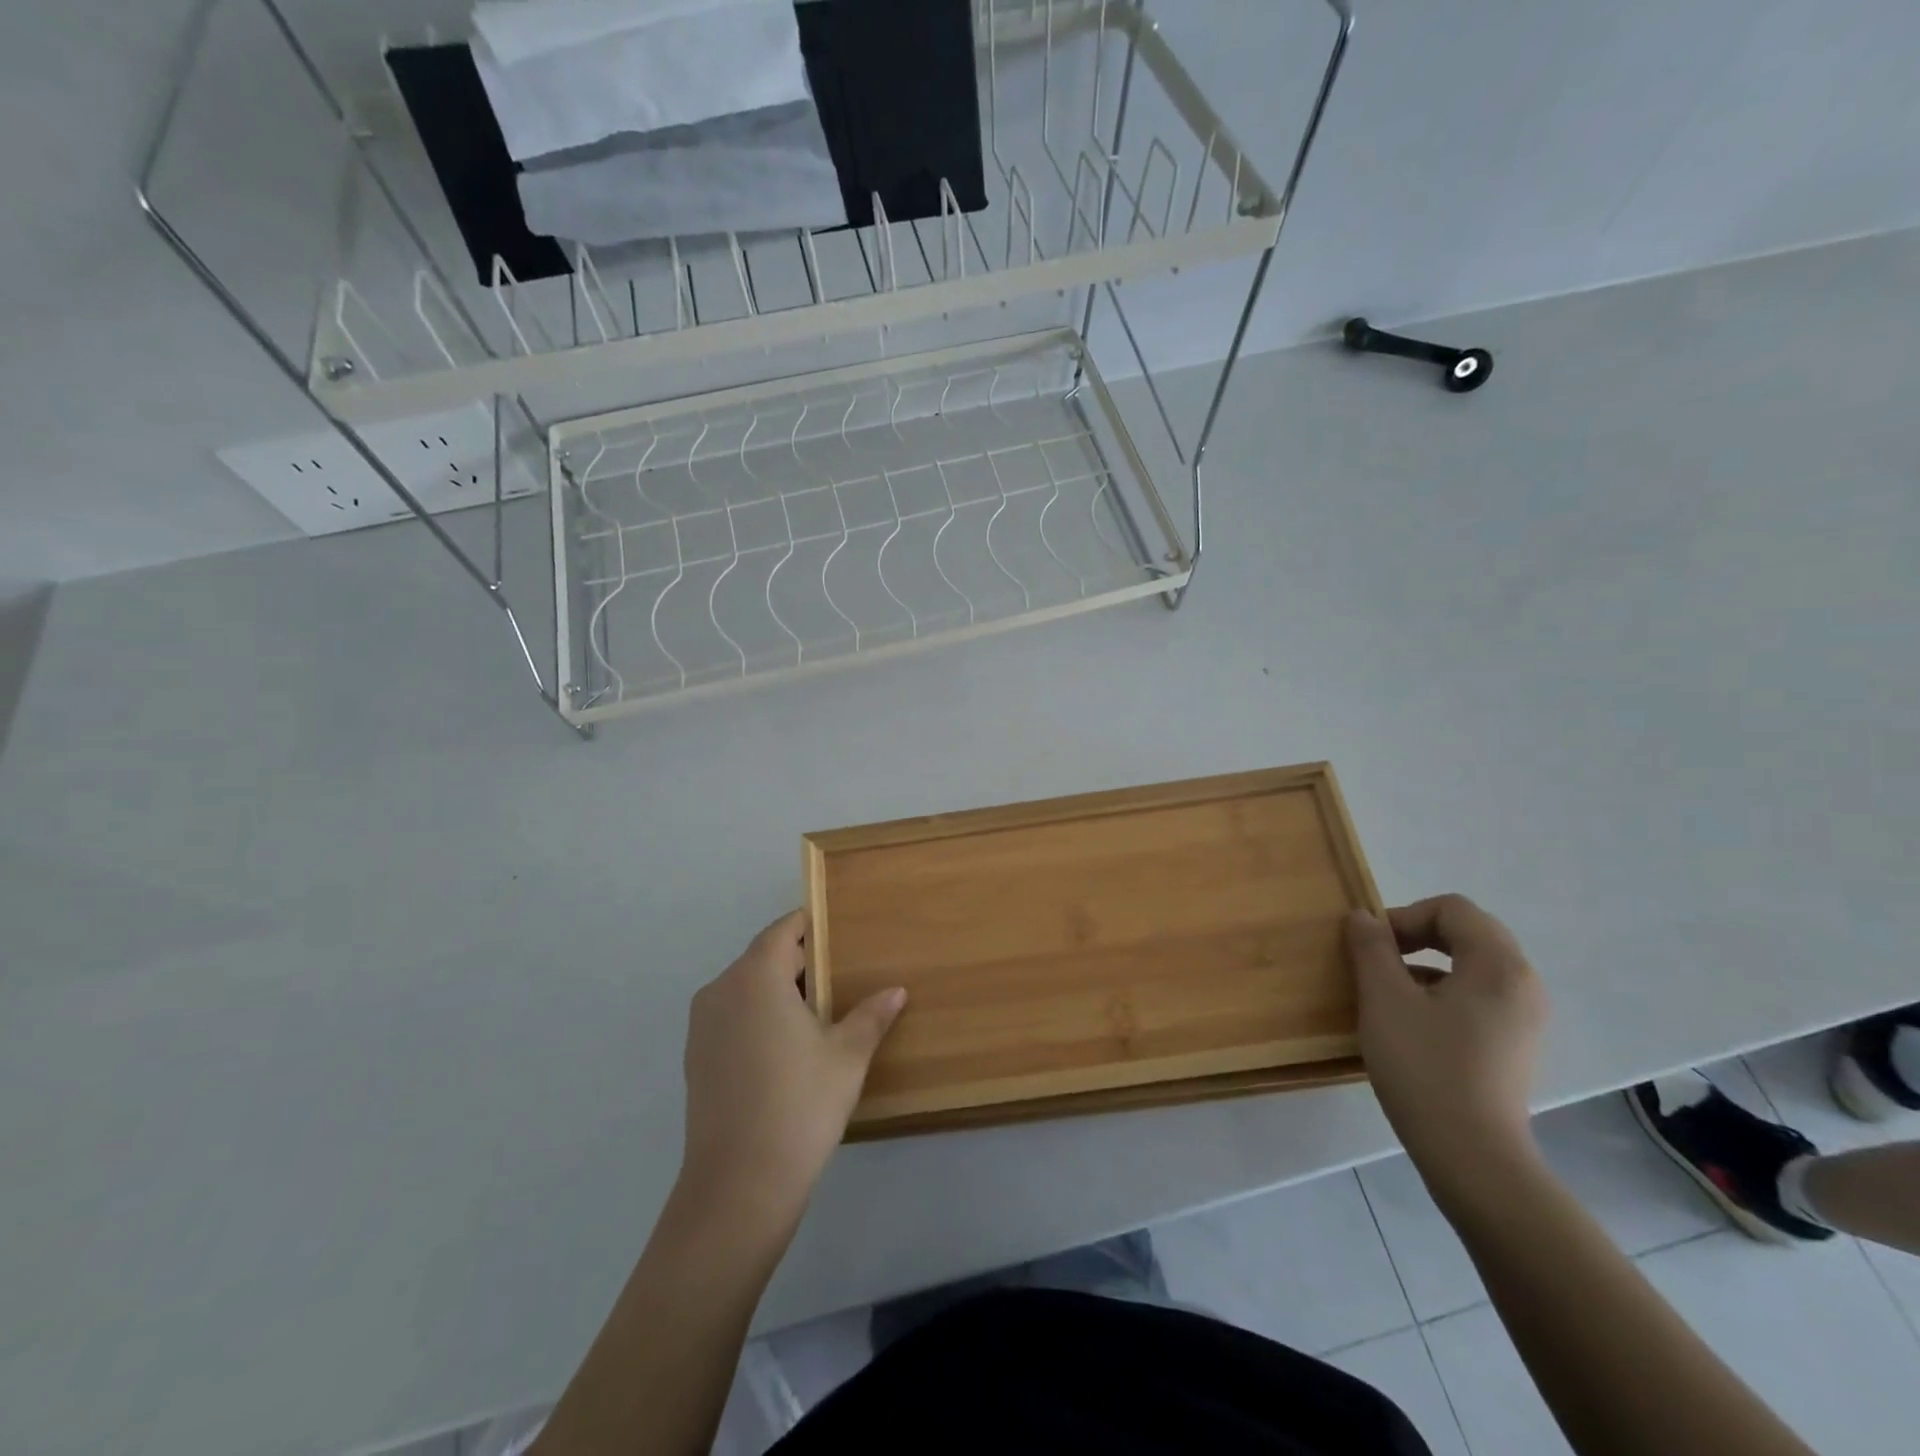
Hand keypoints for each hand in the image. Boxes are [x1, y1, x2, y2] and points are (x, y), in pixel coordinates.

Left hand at [680, 910, 905, 1222]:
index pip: (782, 931)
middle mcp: (721, 990)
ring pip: (745, 989)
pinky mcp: (696, 1058)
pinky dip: (758, 1018)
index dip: (810, 927)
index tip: (839, 933)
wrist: (739, 1185)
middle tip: (840, 977)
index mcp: (756, 977)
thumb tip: (896, 991)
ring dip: (778, 992)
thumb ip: (871, 1015)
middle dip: (800, 963)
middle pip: (763, 958)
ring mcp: (702, 1026)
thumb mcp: (847, 1056)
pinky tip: (786, 1049)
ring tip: (819, 1014)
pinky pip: (732, 1018)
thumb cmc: (800, 1104)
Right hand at [1346, 895, 1548, 1197]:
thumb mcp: (1384, 1000)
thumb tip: (1363, 916)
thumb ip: (1372, 948)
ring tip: (1389, 993)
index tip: (1372, 946)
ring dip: (1427, 964)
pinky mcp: (1517, 1045)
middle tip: (1378, 960)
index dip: (1405, 916)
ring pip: (1472, 965)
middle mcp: (1523, 984)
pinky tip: (1413, 1024)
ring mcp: (1525, 1018)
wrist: (1473, 1157)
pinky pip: (1479, 996)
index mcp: (1498, 966)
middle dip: (1417, 936)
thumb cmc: (1425, 1067)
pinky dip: (1444, 992)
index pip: (1452, 909)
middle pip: (1467, 932)